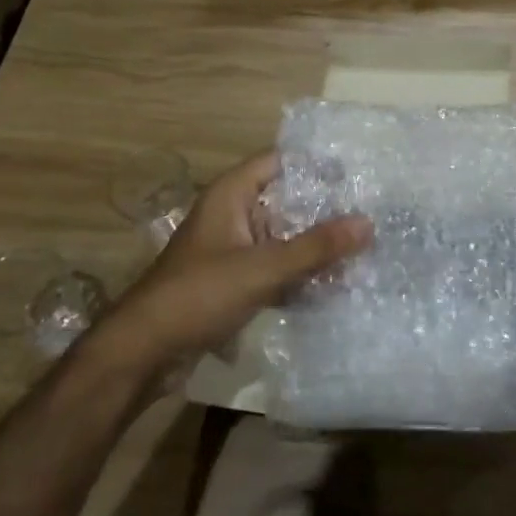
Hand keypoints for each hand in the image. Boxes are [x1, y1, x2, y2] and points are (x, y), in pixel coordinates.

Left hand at [100, 151, 371, 368]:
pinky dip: (300, 273)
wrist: (143, 354)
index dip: (317, 164)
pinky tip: (335, 284)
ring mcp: (233, 250)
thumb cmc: (199, 295)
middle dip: (325, 208)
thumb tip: (368, 223)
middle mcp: (233, 214)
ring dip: (315, 245)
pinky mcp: (234, 282)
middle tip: (372, 212)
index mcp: (232, 195)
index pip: (280, 162)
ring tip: (363, 248)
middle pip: (287, 200)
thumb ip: (316, 247)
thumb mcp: (262, 268)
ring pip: (284, 236)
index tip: (358, 172)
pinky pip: (276, 267)